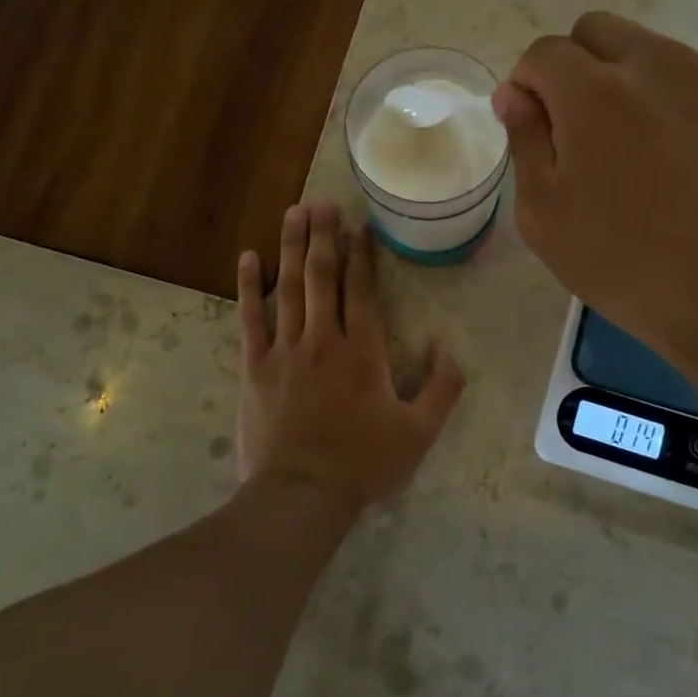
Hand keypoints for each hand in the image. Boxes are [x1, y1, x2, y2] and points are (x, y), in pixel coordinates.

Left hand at [234, 200, 465, 512]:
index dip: (361, 254)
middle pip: (322, 276)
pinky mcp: (254, 366)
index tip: (358, 224)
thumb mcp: (420, 433)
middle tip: (321, 201)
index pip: (361, 289)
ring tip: (294, 212)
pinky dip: (249, 286)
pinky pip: (250, 318)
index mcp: (363, 351)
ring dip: (291, 247)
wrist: (301, 494)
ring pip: (288, 287)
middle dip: (323, 235)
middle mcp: (323, 339)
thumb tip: (448, 347)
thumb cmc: (364, 464)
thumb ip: (442, 388)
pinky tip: (249, 257)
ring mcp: (285, 350)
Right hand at [493, 12, 697, 392]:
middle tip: (576, 131)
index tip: (531, 128)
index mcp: (595, 91)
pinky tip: (680, 165)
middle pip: (596, 31)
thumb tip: (515, 95)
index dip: (526, 85)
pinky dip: (670, 104)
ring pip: (648, 52)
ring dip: (624, 82)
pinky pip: (693, 82)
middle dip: (573, 67)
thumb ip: (524, 139)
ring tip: (634, 153)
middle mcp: (657, 65)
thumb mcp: (545, 214)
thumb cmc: (627, 263)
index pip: (543, 52)